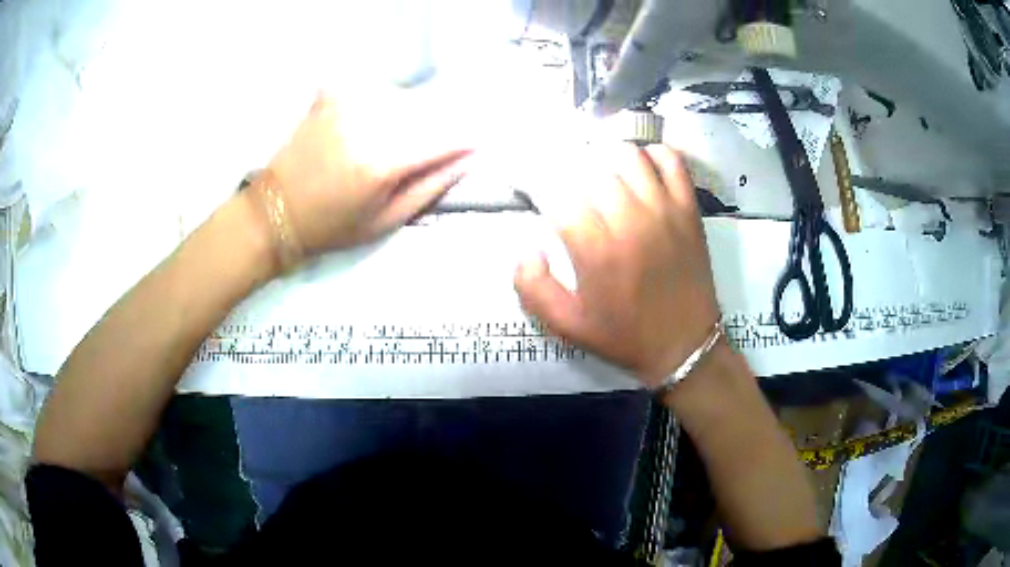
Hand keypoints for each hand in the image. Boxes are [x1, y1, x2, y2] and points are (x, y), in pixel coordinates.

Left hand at [263, 93, 471, 255]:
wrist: (277, 212)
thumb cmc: (332, 226)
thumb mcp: (386, 221)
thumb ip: (429, 188)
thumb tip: (465, 160)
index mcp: (383, 163)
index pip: (441, 140)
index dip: (463, 140)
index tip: (476, 141)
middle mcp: (368, 126)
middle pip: (423, 113)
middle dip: (435, 127)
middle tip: (423, 151)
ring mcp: (346, 107)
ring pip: (399, 99)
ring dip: (407, 113)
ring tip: (388, 142)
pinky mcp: (329, 98)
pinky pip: (368, 87)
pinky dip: (375, 98)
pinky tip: (368, 118)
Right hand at [514, 143, 719, 387]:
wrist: (685, 346)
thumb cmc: (625, 336)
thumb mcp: (567, 325)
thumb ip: (533, 288)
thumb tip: (528, 250)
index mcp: (595, 248)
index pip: (555, 190)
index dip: (535, 180)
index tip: (531, 186)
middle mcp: (629, 218)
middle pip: (589, 164)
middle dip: (566, 166)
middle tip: (562, 180)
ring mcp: (664, 208)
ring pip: (628, 154)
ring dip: (605, 155)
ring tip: (598, 170)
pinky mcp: (688, 208)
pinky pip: (671, 160)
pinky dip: (652, 153)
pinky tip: (640, 168)